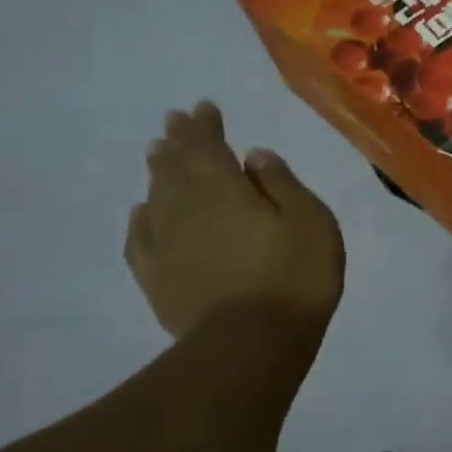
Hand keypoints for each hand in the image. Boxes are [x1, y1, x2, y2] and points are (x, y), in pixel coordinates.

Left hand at [126, 103, 343, 337]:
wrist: (251, 343)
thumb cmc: (294, 275)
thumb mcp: (309, 220)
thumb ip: (281, 184)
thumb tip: (254, 156)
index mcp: (224, 190)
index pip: (208, 147)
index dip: (205, 126)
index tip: (203, 107)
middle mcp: (187, 209)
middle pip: (177, 167)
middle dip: (178, 141)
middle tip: (174, 120)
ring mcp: (166, 244)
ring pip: (157, 196)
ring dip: (158, 171)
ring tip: (157, 153)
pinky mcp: (157, 278)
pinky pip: (141, 238)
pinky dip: (142, 218)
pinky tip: (142, 211)